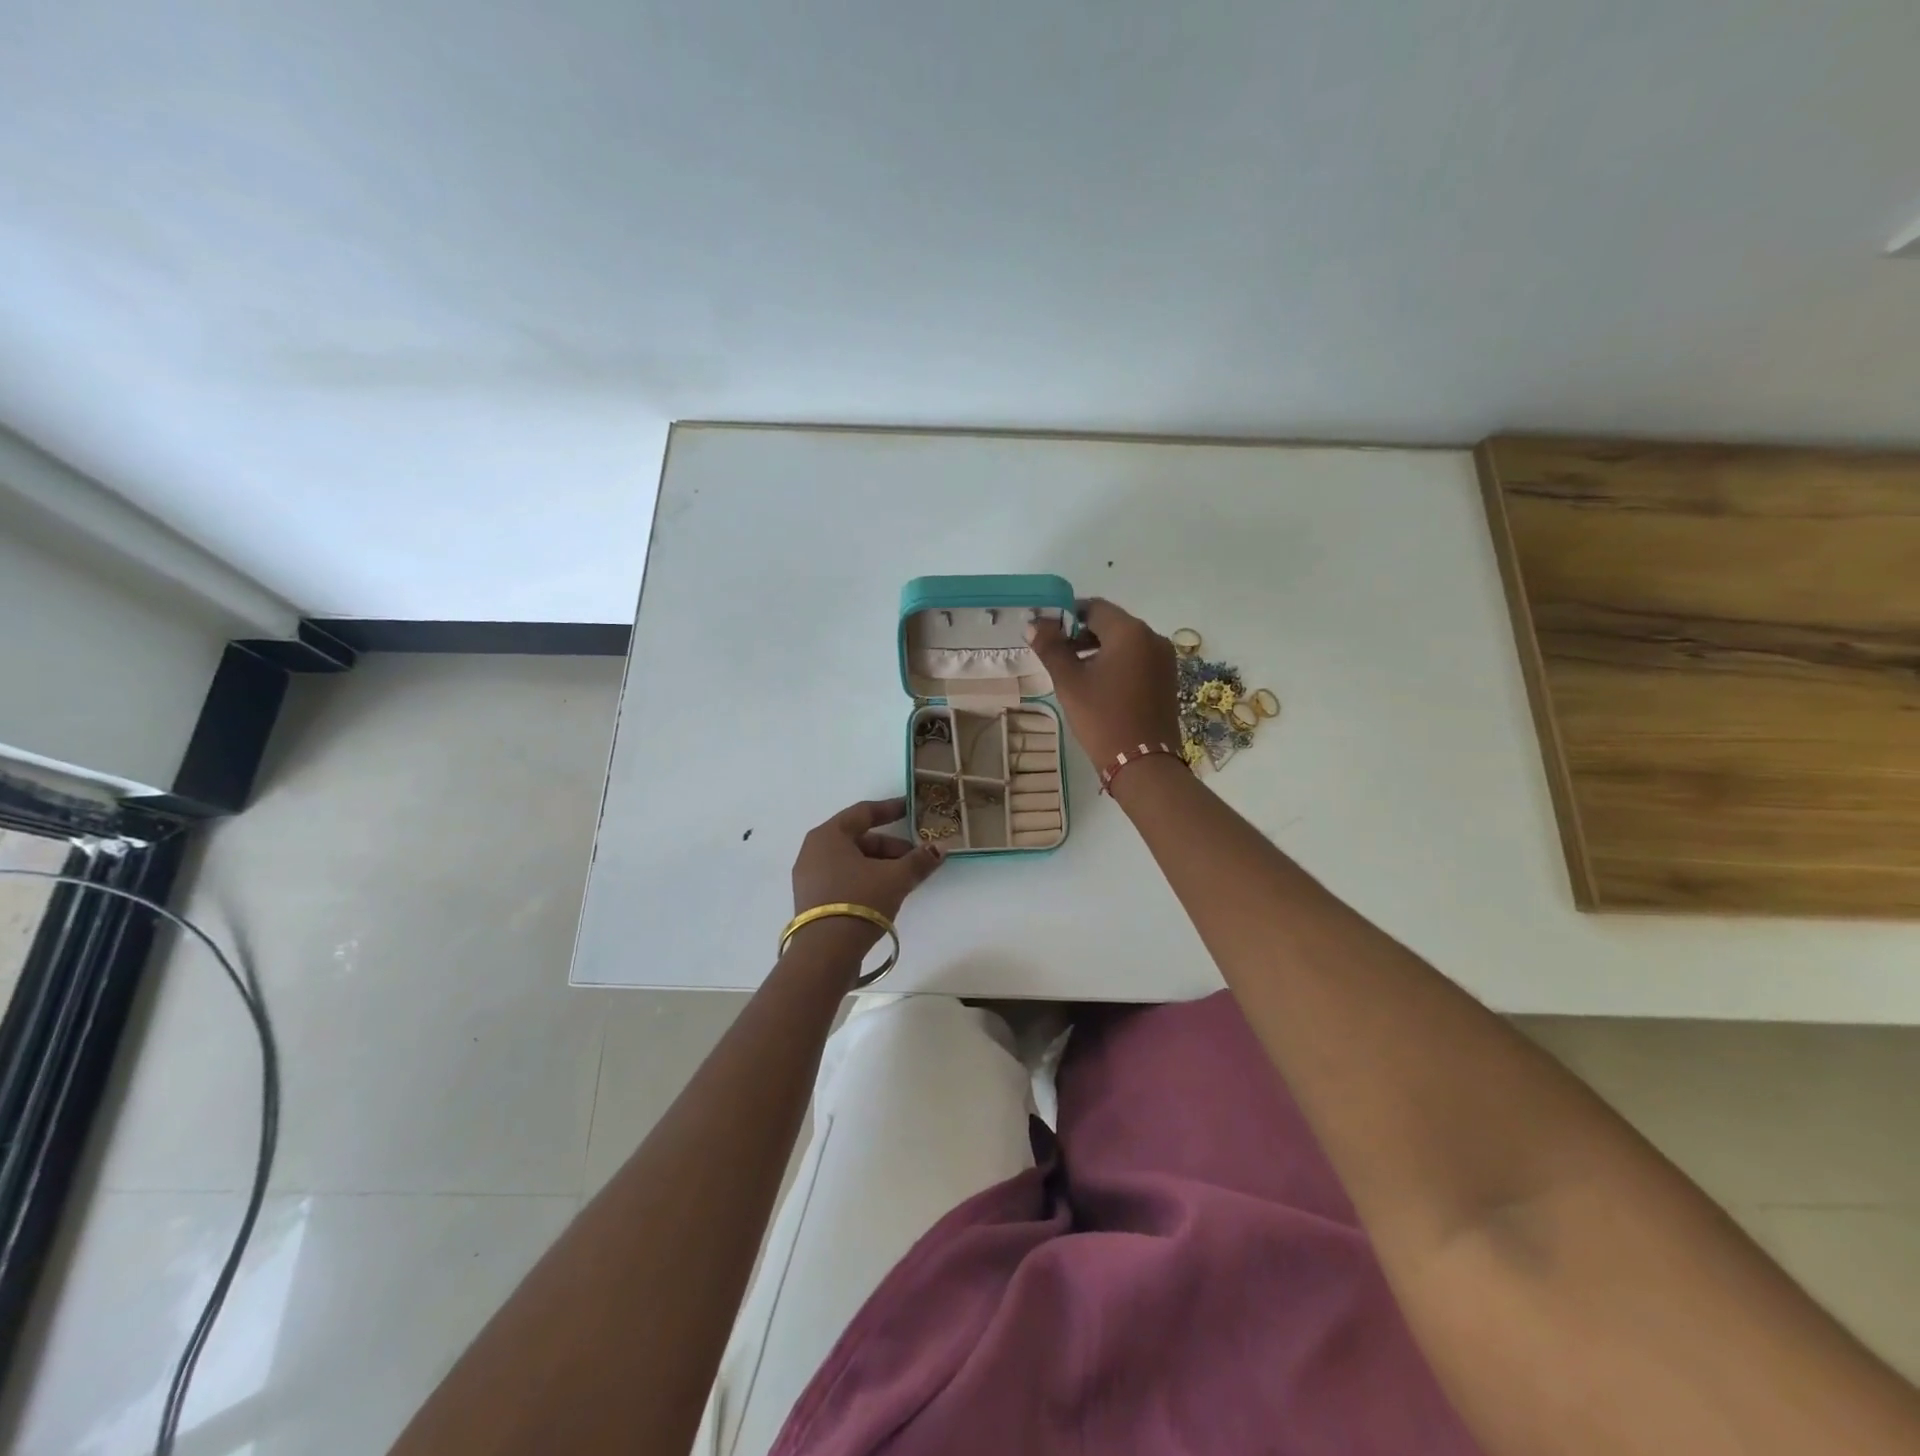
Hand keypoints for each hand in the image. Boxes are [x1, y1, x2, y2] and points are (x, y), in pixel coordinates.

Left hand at [790, 798, 944, 950]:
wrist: (825, 953)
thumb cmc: (860, 901)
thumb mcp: (896, 878)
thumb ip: (919, 860)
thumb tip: (940, 848)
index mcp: (829, 835)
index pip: (864, 812)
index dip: (890, 809)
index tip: (911, 808)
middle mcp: (814, 850)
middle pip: (858, 839)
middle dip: (891, 847)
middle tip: (916, 858)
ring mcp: (809, 877)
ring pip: (851, 861)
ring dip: (880, 865)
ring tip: (904, 879)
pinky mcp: (812, 900)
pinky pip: (843, 878)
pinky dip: (865, 879)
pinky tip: (885, 894)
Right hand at [1027, 598, 1181, 770]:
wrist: (1143, 763)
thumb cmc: (1102, 717)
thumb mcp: (1069, 682)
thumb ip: (1051, 648)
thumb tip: (1034, 625)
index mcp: (1129, 631)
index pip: (1094, 607)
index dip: (1067, 615)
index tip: (1047, 632)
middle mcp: (1152, 637)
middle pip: (1111, 623)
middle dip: (1081, 633)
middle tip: (1056, 653)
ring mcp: (1164, 659)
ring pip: (1125, 642)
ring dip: (1098, 648)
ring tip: (1074, 671)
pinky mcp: (1167, 678)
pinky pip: (1137, 658)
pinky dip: (1116, 662)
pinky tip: (1099, 684)